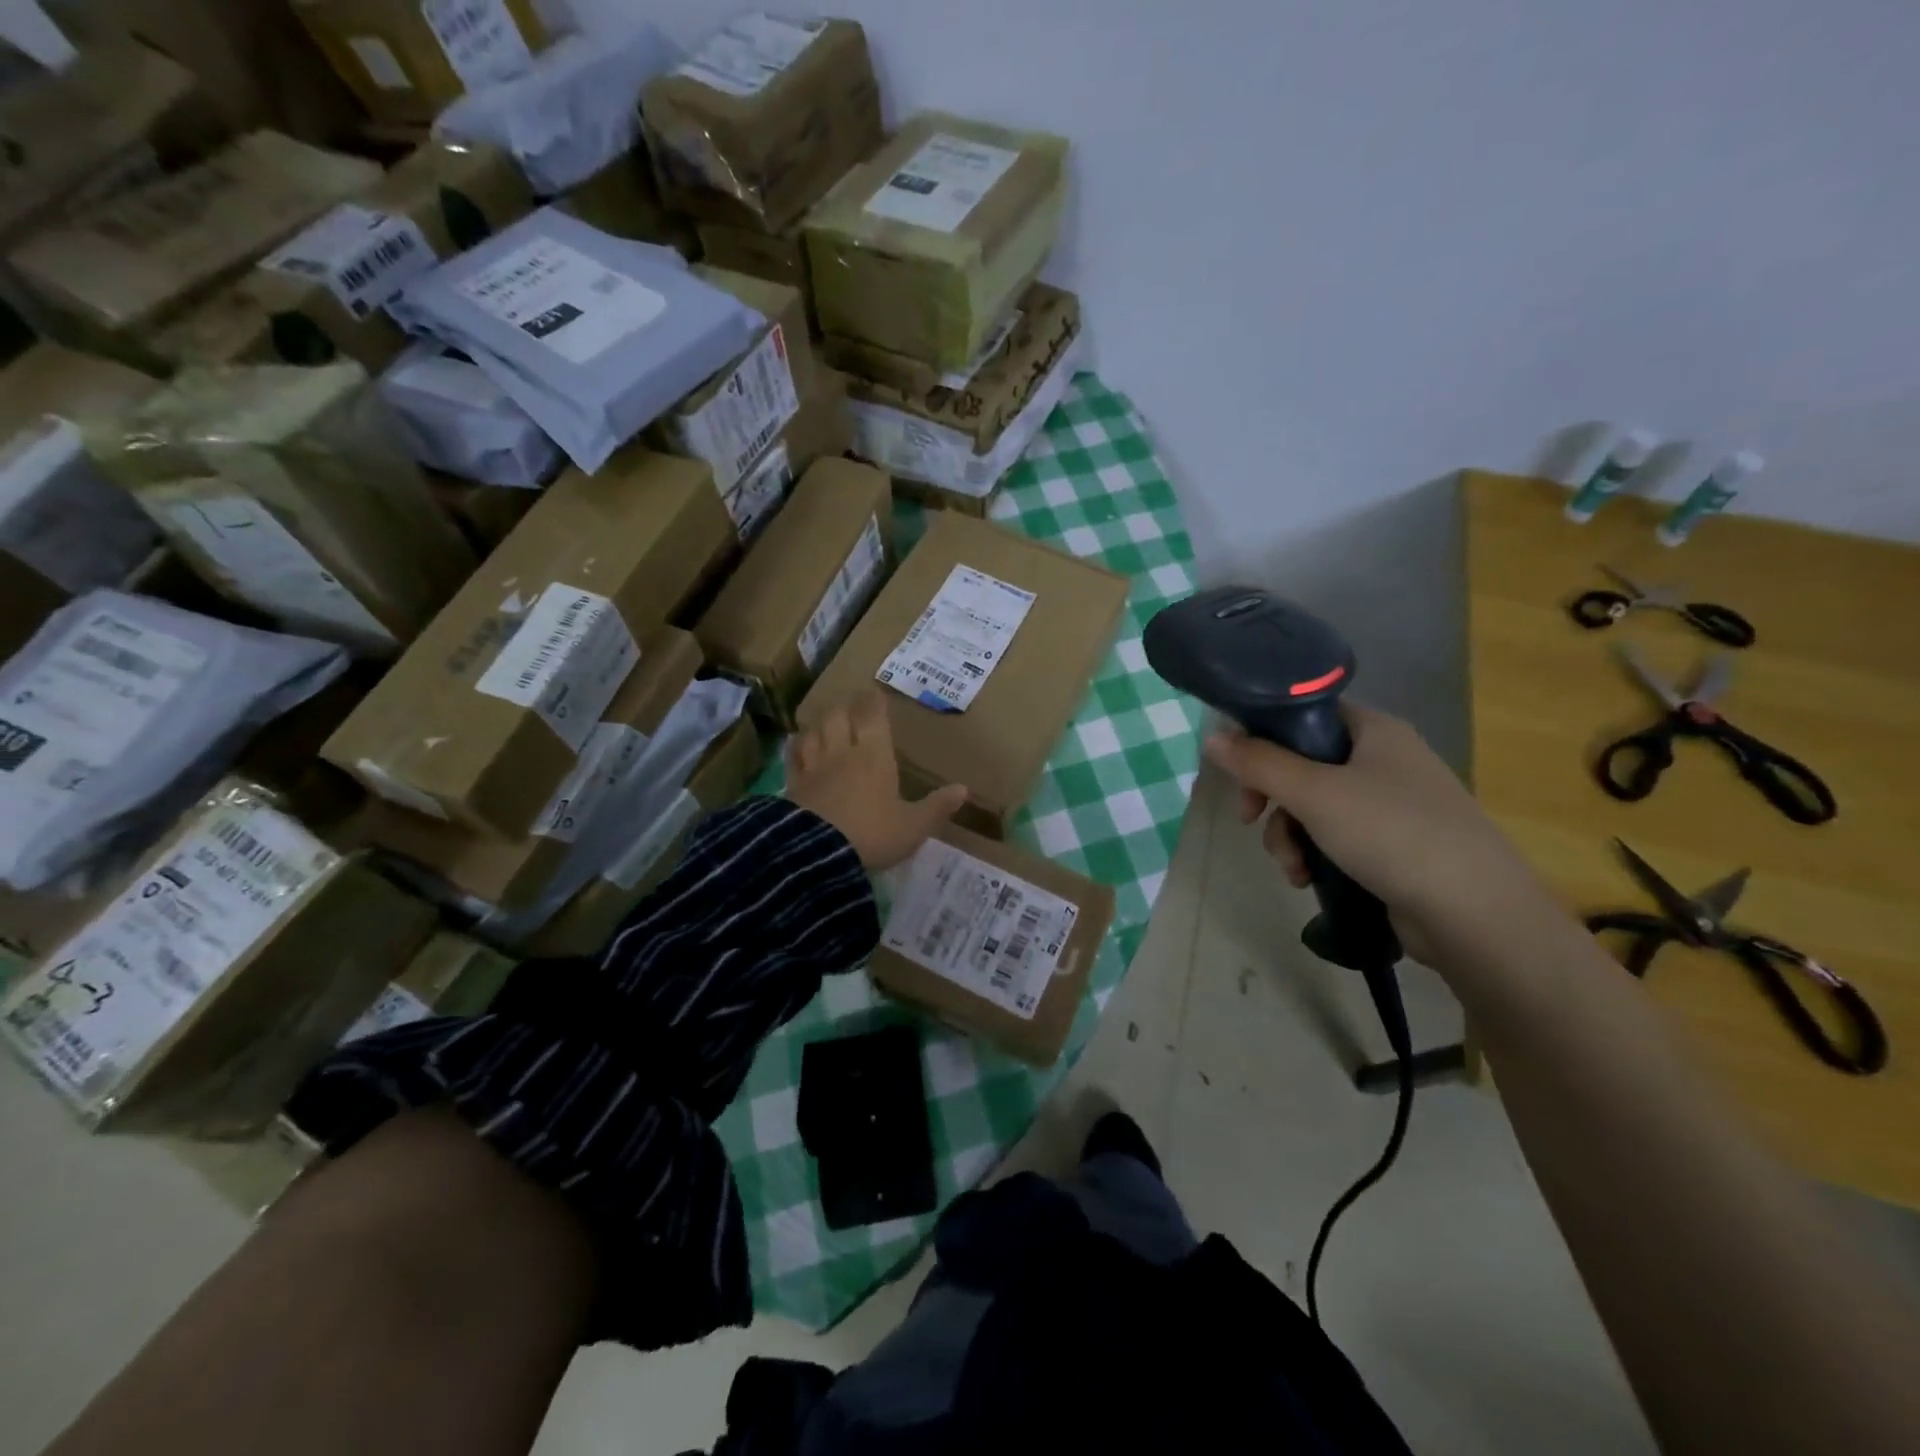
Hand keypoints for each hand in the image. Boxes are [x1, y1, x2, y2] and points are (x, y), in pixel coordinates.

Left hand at [786, 691, 967, 869]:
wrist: (816, 854)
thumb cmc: (872, 834)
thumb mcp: (913, 826)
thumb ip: (936, 807)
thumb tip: (963, 789)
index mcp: (874, 756)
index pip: (872, 717)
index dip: (873, 702)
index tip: (874, 694)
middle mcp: (842, 753)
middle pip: (838, 717)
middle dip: (845, 708)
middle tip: (850, 707)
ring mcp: (813, 767)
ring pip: (813, 732)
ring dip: (820, 724)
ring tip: (825, 723)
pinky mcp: (792, 785)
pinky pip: (793, 756)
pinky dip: (797, 746)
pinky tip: (797, 745)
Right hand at [1202, 704, 1558, 963]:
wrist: (1474, 913)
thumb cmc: (1392, 833)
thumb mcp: (1314, 793)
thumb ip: (1259, 763)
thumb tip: (1212, 737)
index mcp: (1374, 731)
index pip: (1305, 714)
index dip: (1264, 736)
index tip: (1238, 770)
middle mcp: (1384, 760)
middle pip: (1303, 764)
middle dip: (1271, 799)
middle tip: (1249, 819)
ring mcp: (1392, 805)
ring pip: (1314, 807)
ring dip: (1288, 836)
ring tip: (1292, 867)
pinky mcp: (1393, 846)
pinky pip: (1335, 838)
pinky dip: (1314, 855)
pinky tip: (1308, 880)